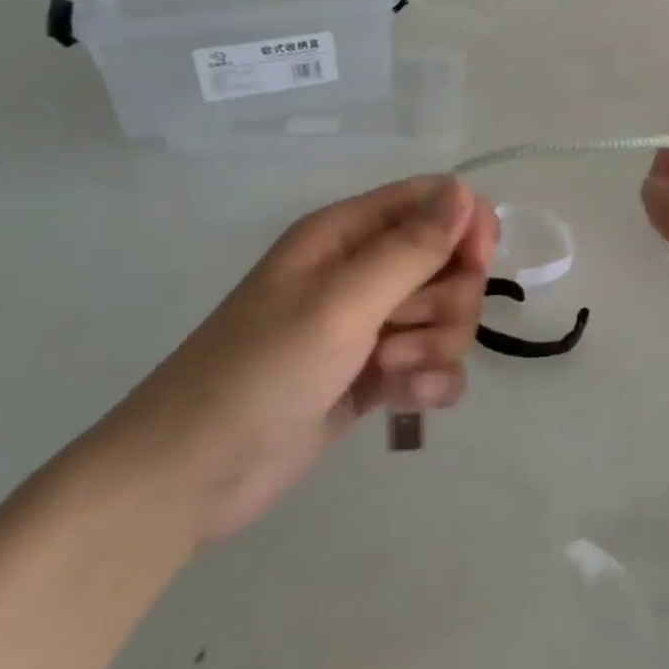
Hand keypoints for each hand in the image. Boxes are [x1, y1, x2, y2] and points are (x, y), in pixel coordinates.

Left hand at [96, 178, 497, 543]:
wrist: (193, 476)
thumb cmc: (262, 371)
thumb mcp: (342, 302)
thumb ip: (411, 248)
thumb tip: (464, 191)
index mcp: (348, 234)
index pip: (435, 201)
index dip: (466, 226)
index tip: (476, 264)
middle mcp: (364, 271)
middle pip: (452, 262)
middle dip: (446, 300)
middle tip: (402, 328)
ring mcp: (372, 325)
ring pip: (449, 315)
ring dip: (435, 346)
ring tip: (390, 372)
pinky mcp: (377, 373)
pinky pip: (437, 363)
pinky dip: (432, 381)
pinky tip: (409, 402)